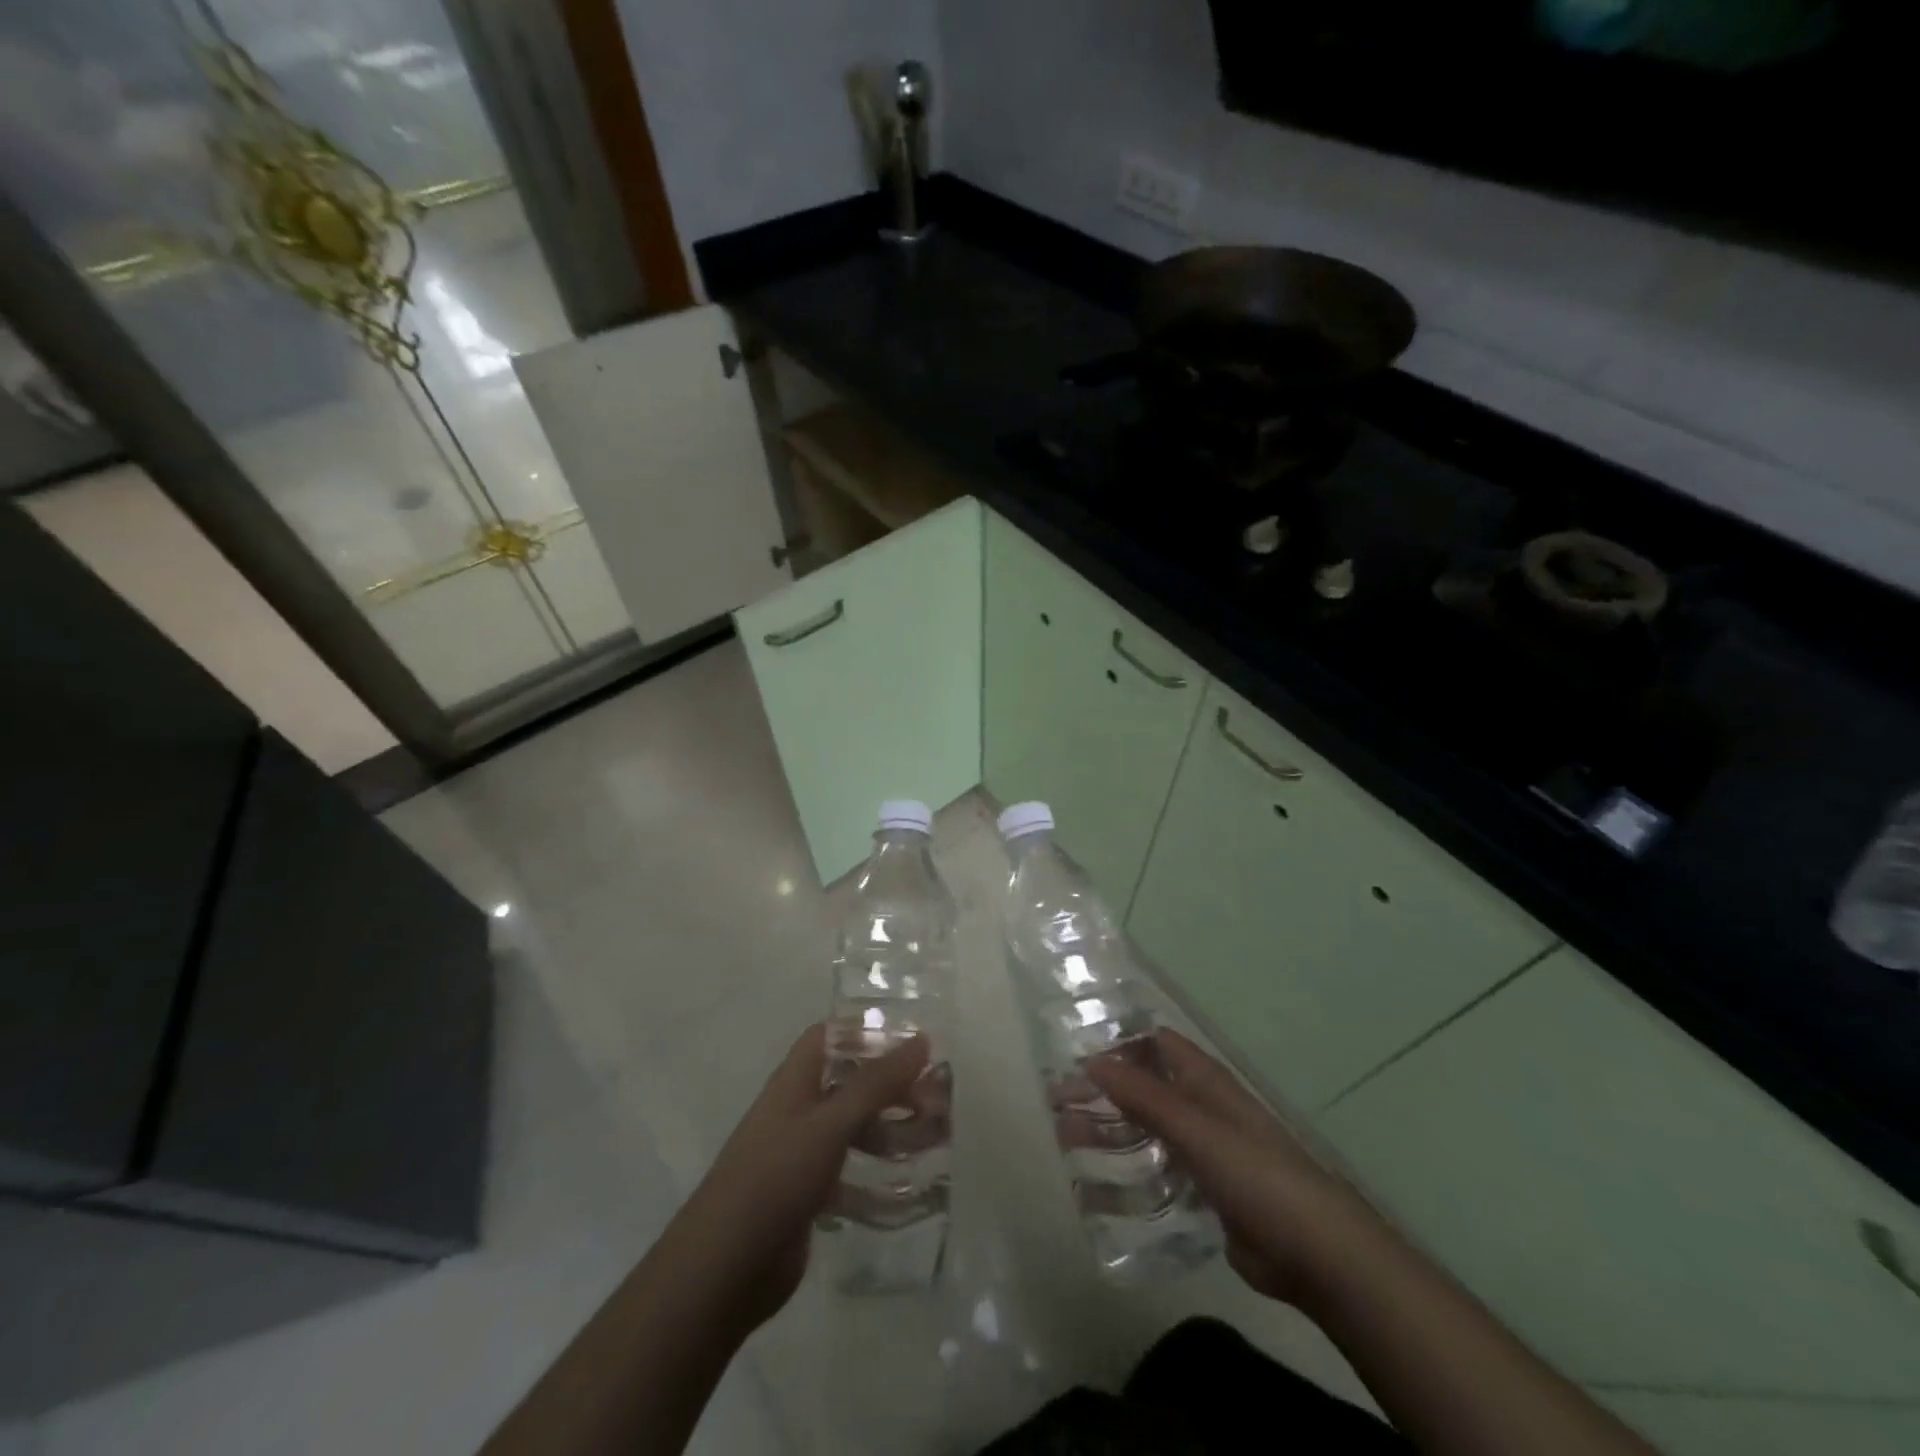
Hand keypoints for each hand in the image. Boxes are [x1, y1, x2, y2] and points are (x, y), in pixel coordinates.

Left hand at [664, 1026, 931, 1328]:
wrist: (723, 1270)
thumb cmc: (776, 1178)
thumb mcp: (831, 1123)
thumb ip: (876, 1083)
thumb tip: (921, 1039)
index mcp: (795, 1081)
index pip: (830, 1036)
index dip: (867, 1032)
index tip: (912, 1043)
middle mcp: (798, 1109)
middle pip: (850, 1081)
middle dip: (892, 1086)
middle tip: (936, 1101)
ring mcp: (801, 1154)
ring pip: (853, 1126)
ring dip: (890, 1128)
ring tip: (933, 1140)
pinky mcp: (807, 1195)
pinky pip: (849, 1170)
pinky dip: (877, 1172)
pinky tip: (907, 1184)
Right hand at [1088, 1028, 1378, 1309]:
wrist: (1316, 1253)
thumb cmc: (1256, 1175)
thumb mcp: (1195, 1128)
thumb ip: (1144, 1095)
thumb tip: (1093, 1059)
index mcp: (1204, 1081)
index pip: (1154, 1044)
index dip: (1117, 1043)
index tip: (1073, 1054)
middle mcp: (1202, 1108)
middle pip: (1144, 1087)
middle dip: (1103, 1092)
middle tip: (1056, 1104)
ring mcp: (1205, 1150)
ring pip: (1147, 1130)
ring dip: (1110, 1131)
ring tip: (1066, 1141)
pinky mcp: (1207, 1191)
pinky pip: (1159, 1171)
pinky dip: (1130, 1171)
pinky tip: (1099, 1186)